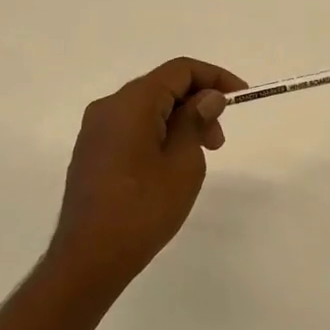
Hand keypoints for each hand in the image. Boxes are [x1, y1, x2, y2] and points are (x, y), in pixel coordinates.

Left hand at [50, 58, 246, 286]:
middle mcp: (108, 107)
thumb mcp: (183, 163)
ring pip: (147, 108)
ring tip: (199, 157)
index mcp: (131, 102)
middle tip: (218, 141)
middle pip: (162, 87)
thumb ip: (196, 121)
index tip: (241, 97)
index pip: (180, 70)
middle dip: (198, 103)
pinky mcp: (91, 152)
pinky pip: (132, 128)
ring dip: (180, 121)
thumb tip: (207, 96)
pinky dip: (159, 134)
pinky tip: (171, 165)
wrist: (89, 259)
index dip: (215, 77)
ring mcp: (95, 130)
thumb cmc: (143, 209)